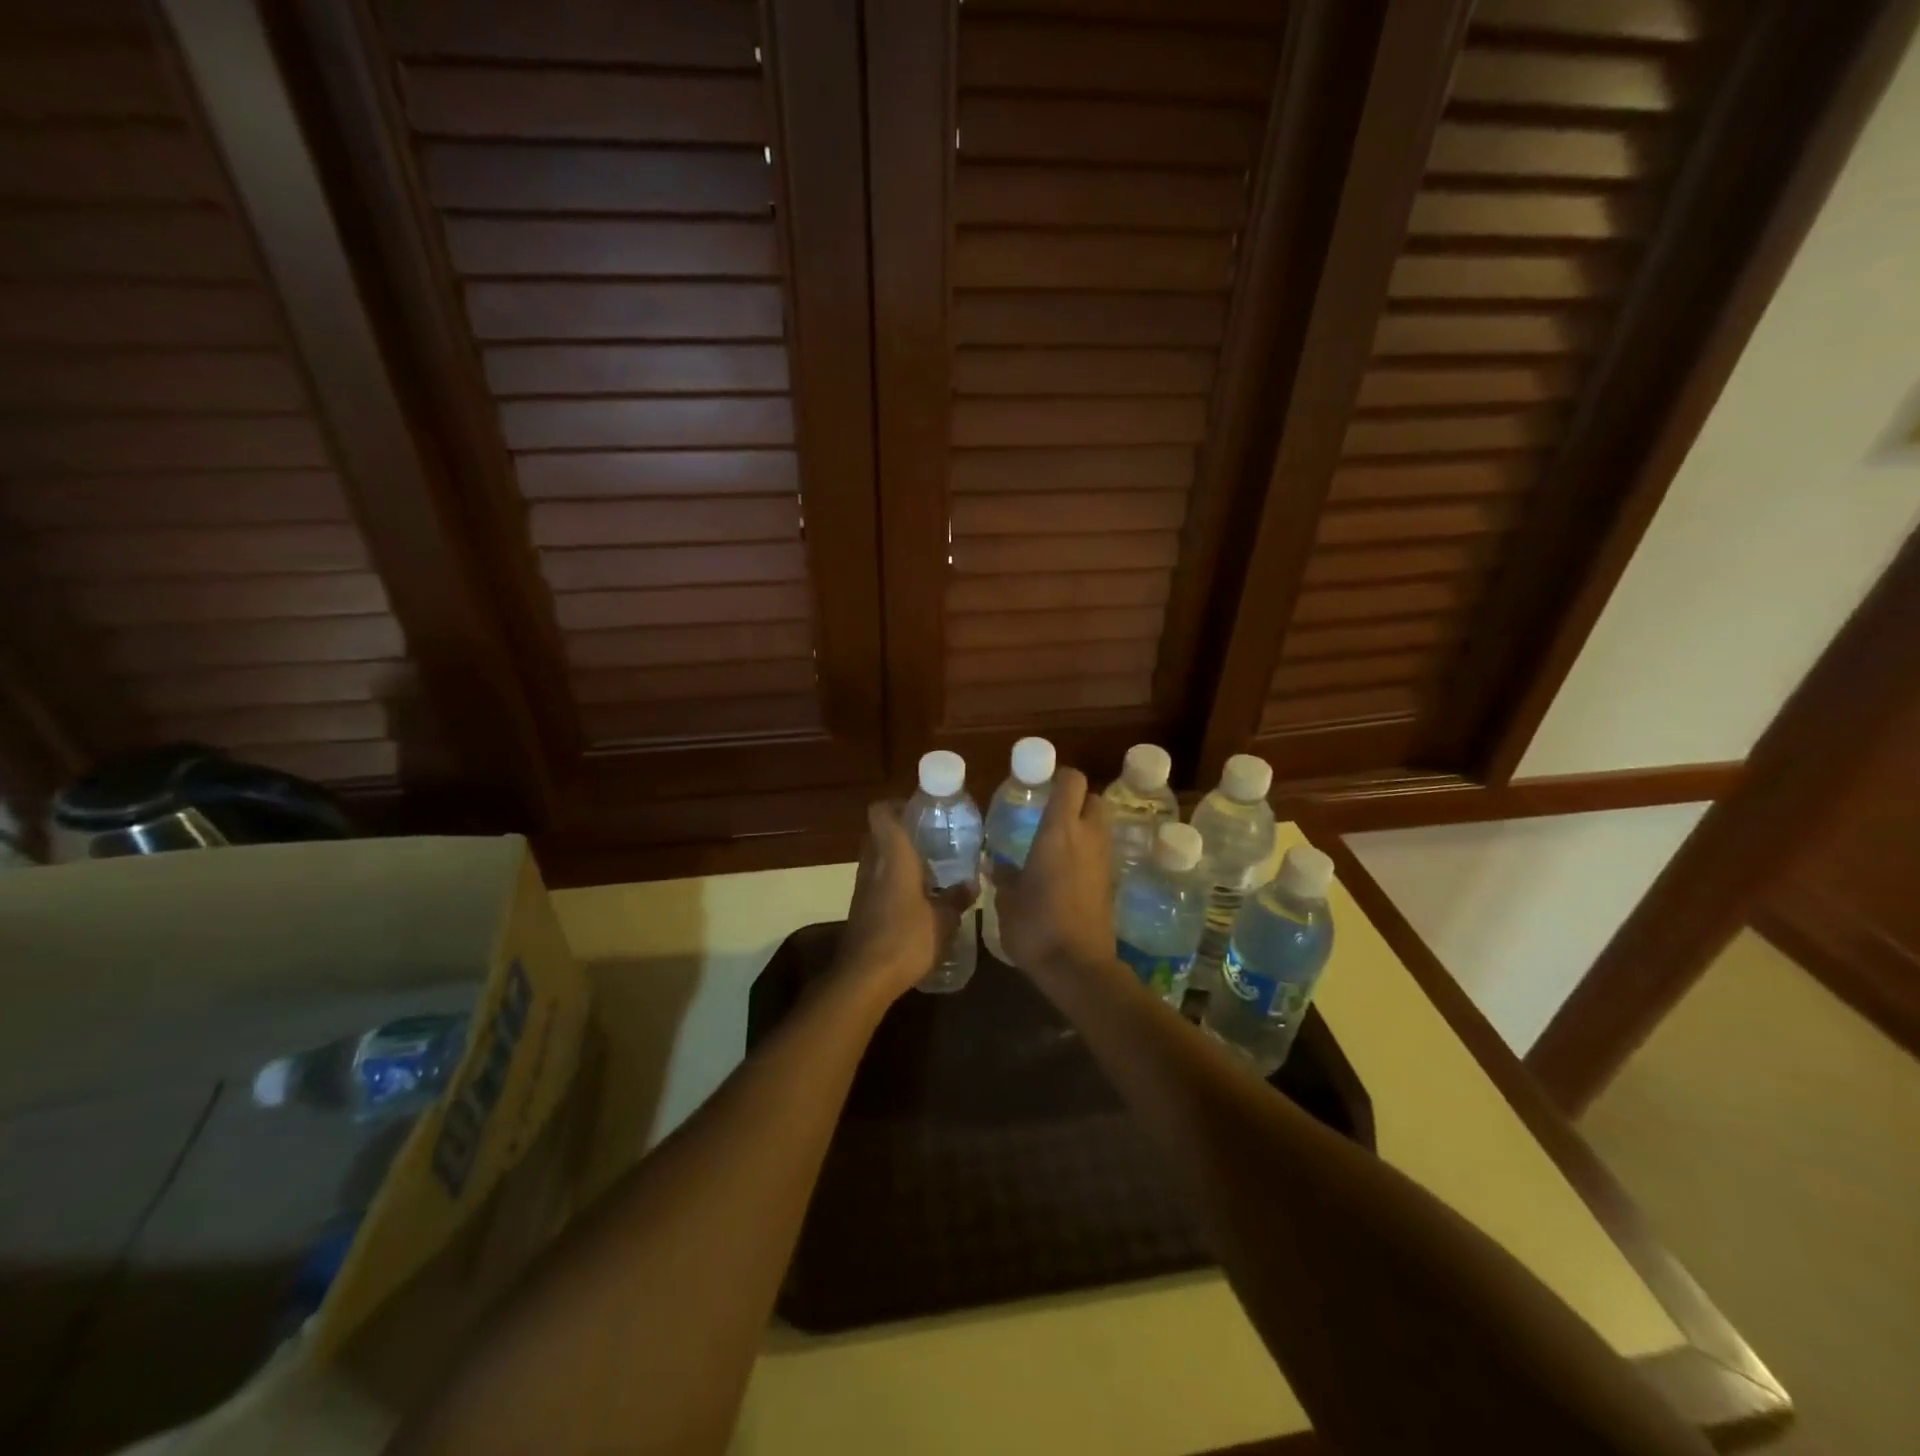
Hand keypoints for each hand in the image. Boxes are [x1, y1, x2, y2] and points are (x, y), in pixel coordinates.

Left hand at [835, 800, 971, 1001]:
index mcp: (892, 856)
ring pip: (876, 857)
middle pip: (877, 833)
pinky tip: (915, 897)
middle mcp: (872, 864)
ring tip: (928, 868)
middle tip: (931, 838)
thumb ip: (956, 898)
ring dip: (896, 857)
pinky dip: (891, 880)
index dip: (896, 805)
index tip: (921, 811)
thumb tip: (972, 884)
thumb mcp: (943, 920)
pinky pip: (875, 881)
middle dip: (901, 831)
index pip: (880, 812)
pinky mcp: (860, 908)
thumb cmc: (906, 939)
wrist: (864, 978)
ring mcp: (862, 887)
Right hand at [996, 767, 1116, 983]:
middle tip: (1052, 814)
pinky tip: (1067, 872)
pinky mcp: (1111, 884)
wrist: (1078, 967)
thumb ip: (1004, 876)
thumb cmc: (1036, 926)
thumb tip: (996, 863)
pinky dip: (1089, 854)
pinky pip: (1102, 854)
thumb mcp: (1007, 901)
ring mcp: (1104, 861)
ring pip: (1101, 826)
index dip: (1060, 777)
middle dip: (1077, 801)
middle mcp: (1087, 838)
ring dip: (1085, 827)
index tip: (1042, 785)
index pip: (1072, 782)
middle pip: (1094, 799)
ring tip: (1058, 843)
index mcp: (1059, 831)